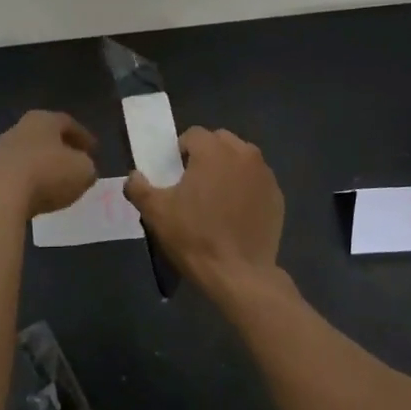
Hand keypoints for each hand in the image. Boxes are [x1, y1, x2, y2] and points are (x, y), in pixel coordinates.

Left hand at [0, 111, 97, 217]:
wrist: (0, 196)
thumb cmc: (47, 174)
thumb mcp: (83, 171)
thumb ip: (88, 166)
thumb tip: (84, 168)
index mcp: (43, 119)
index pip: (68, 123)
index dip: (83, 137)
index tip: (94, 150)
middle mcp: (20, 128)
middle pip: (46, 136)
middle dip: (62, 149)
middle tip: (75, 163)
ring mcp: (1, 150)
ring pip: (29, 154)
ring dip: (43, 166)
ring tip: (57, 182)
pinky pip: (16, 173)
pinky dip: (29, 181)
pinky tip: (37, 195)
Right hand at [124, 127, 283, 297]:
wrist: (239, 275)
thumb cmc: (195, 237)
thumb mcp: (156, 213)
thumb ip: (139, 187)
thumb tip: (133, 176)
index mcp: (213, 150)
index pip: (193, 135)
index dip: (181, 151)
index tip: (176, 174)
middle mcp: (243, 153)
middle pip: (220, 141)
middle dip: (207, 155)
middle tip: (195, 184)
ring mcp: (264, 174)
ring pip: (241, 158)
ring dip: (228, 168)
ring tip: (217, 197)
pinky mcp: (277, 196)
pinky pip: (256, 181)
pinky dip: (246, 188)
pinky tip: (236, 213)